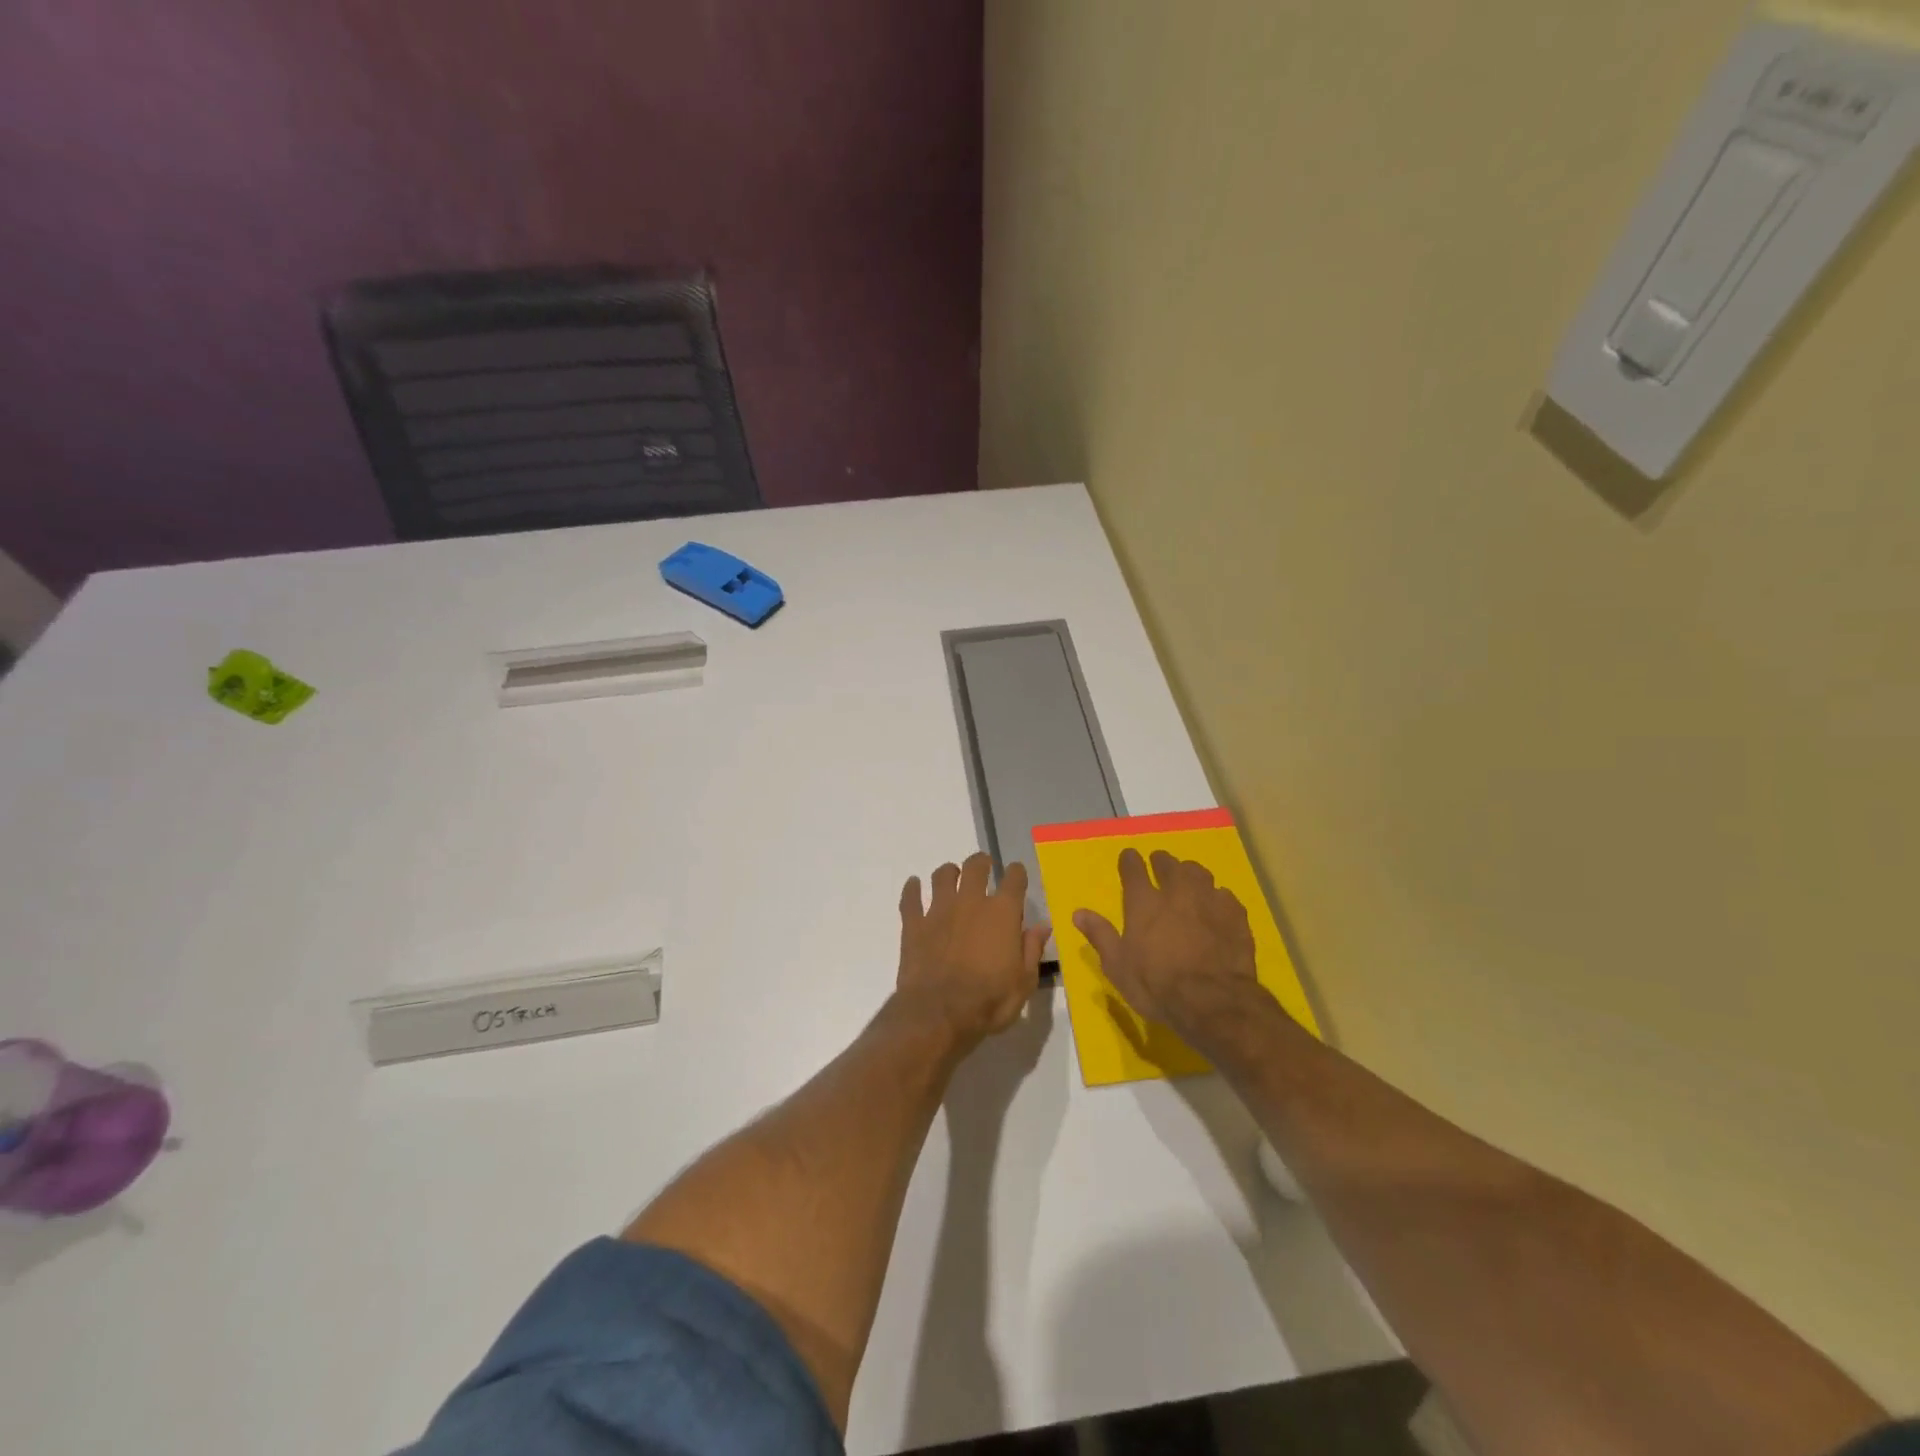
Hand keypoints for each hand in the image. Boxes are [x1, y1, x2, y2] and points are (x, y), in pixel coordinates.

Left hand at [897, 852, 1049, 1043]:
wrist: (938, 1014)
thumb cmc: (989, 1001)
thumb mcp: (1023, 982)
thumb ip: (1032, 949)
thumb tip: (1042, 925)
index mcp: (1002, 913)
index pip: (1014, 879)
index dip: (1017, 873)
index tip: (1017, 874)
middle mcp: (970, 902)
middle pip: (975, 867)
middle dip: (981, 863)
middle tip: (983, 868)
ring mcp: (939, 911)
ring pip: (942, 876)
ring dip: (948, 872)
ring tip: (951, 876)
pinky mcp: (914, 924)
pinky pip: (910, 898)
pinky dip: (911, 889)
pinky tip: (913, 885)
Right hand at [1072, 848, 1264, 1036]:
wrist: (1213, 1001)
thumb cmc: (1156, 985)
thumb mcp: (1118, 966)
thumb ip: (1100, 935)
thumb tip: (1079, 913)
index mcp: (1143, 902)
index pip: (1133, 868)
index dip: (1129, 860)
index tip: (1129, 858)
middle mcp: (1176, 892)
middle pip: (1168, 863)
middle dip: (1161, 861)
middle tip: (1159, 866)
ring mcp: (1208, 900)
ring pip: (1198, 872)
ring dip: (1190, 873)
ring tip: (1188, 881)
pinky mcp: (1235, 915)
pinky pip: (1224, 895)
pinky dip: (1217, 898)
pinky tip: (1216, 908)